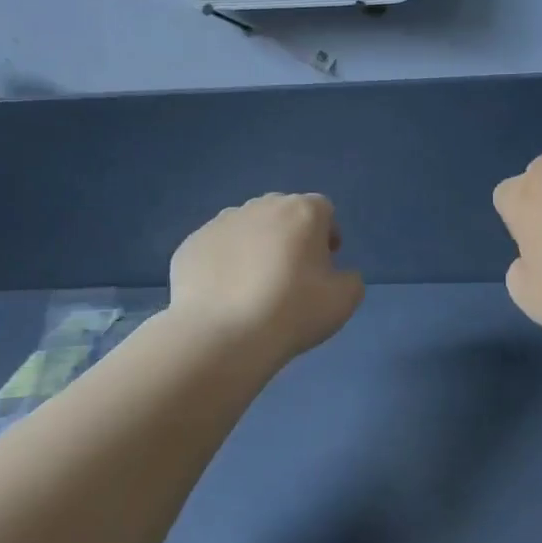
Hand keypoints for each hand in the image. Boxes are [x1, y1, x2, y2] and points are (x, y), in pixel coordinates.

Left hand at [168, 193, 364, 365]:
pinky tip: (226, 295)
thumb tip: (337, 274)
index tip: (326, 264)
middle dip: (290, 236)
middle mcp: (260, 207)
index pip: (323, 209)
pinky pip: (216, 249)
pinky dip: (224, 264)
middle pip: (282, 213)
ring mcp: (220, 223)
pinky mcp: (191, 244)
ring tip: (254, 286)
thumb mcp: (344, 300)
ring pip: (246, 228)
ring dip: (255, 246)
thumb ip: (350, 278)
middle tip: (291, 275)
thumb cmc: (293, 312)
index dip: (328, 234)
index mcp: (302, 212)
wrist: (224, 335)